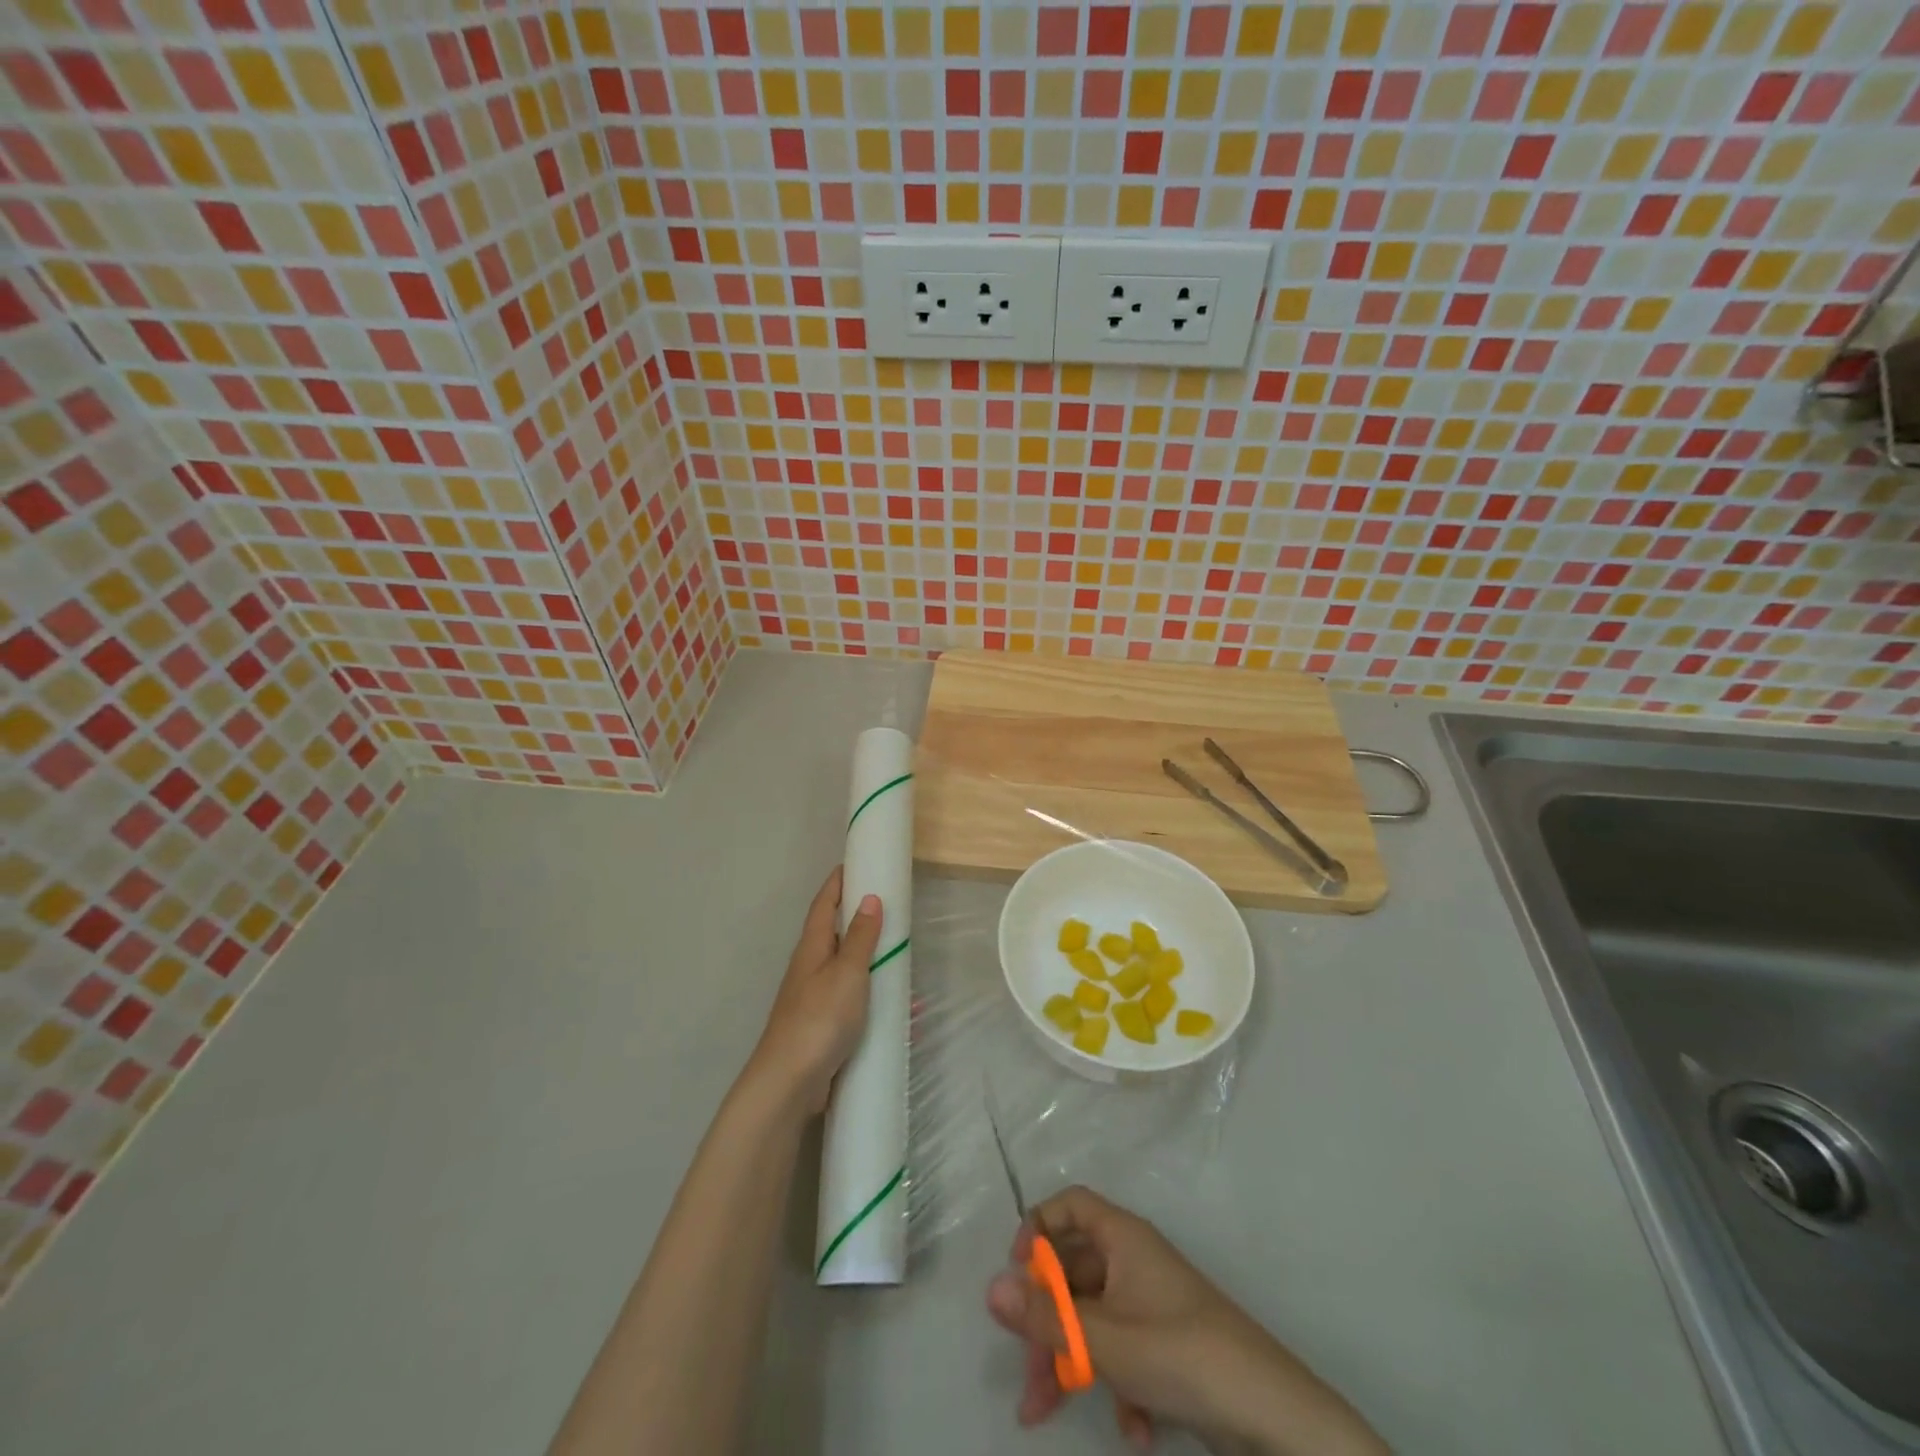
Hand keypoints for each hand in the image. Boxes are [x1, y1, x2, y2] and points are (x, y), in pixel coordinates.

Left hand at [746, 868, 882, 1113]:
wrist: (790, 1083)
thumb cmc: (819, 1018)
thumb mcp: (847, 972)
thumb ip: (861, 938)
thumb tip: (870, 898)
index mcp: (812, 948)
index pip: (824, 904)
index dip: (838, 882)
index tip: (855, 862)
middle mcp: (811, 968)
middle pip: (834, 933)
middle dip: (858, 917)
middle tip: (888, 904)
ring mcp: (816, 999)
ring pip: (847, 968)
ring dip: (871, 959)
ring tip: (902, 954)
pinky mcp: (825, 1027)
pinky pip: (856, 1002)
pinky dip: (877, 998)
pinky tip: (903, 1011)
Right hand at [986, 1187, 1386, 1455]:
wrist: (1275, 1417)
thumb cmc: (1185, 1354)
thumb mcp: (1108, 1340)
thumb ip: (1048, 1317)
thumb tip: (990, 1288)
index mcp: (1123, 1238)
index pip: (1070, 1205)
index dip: (1039, 1228)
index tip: (1018, 1274)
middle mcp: (1134, 1260)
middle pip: (1073, 1272)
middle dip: (1045, 1324)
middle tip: (1026, 1377)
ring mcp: (1151, 1303)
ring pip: (1092, 1319)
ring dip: (1070, 1362)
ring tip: (1044, 1414)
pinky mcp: (1167, 1345)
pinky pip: (1123, 1350)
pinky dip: (1116, 1385)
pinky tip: (1134, 1431)